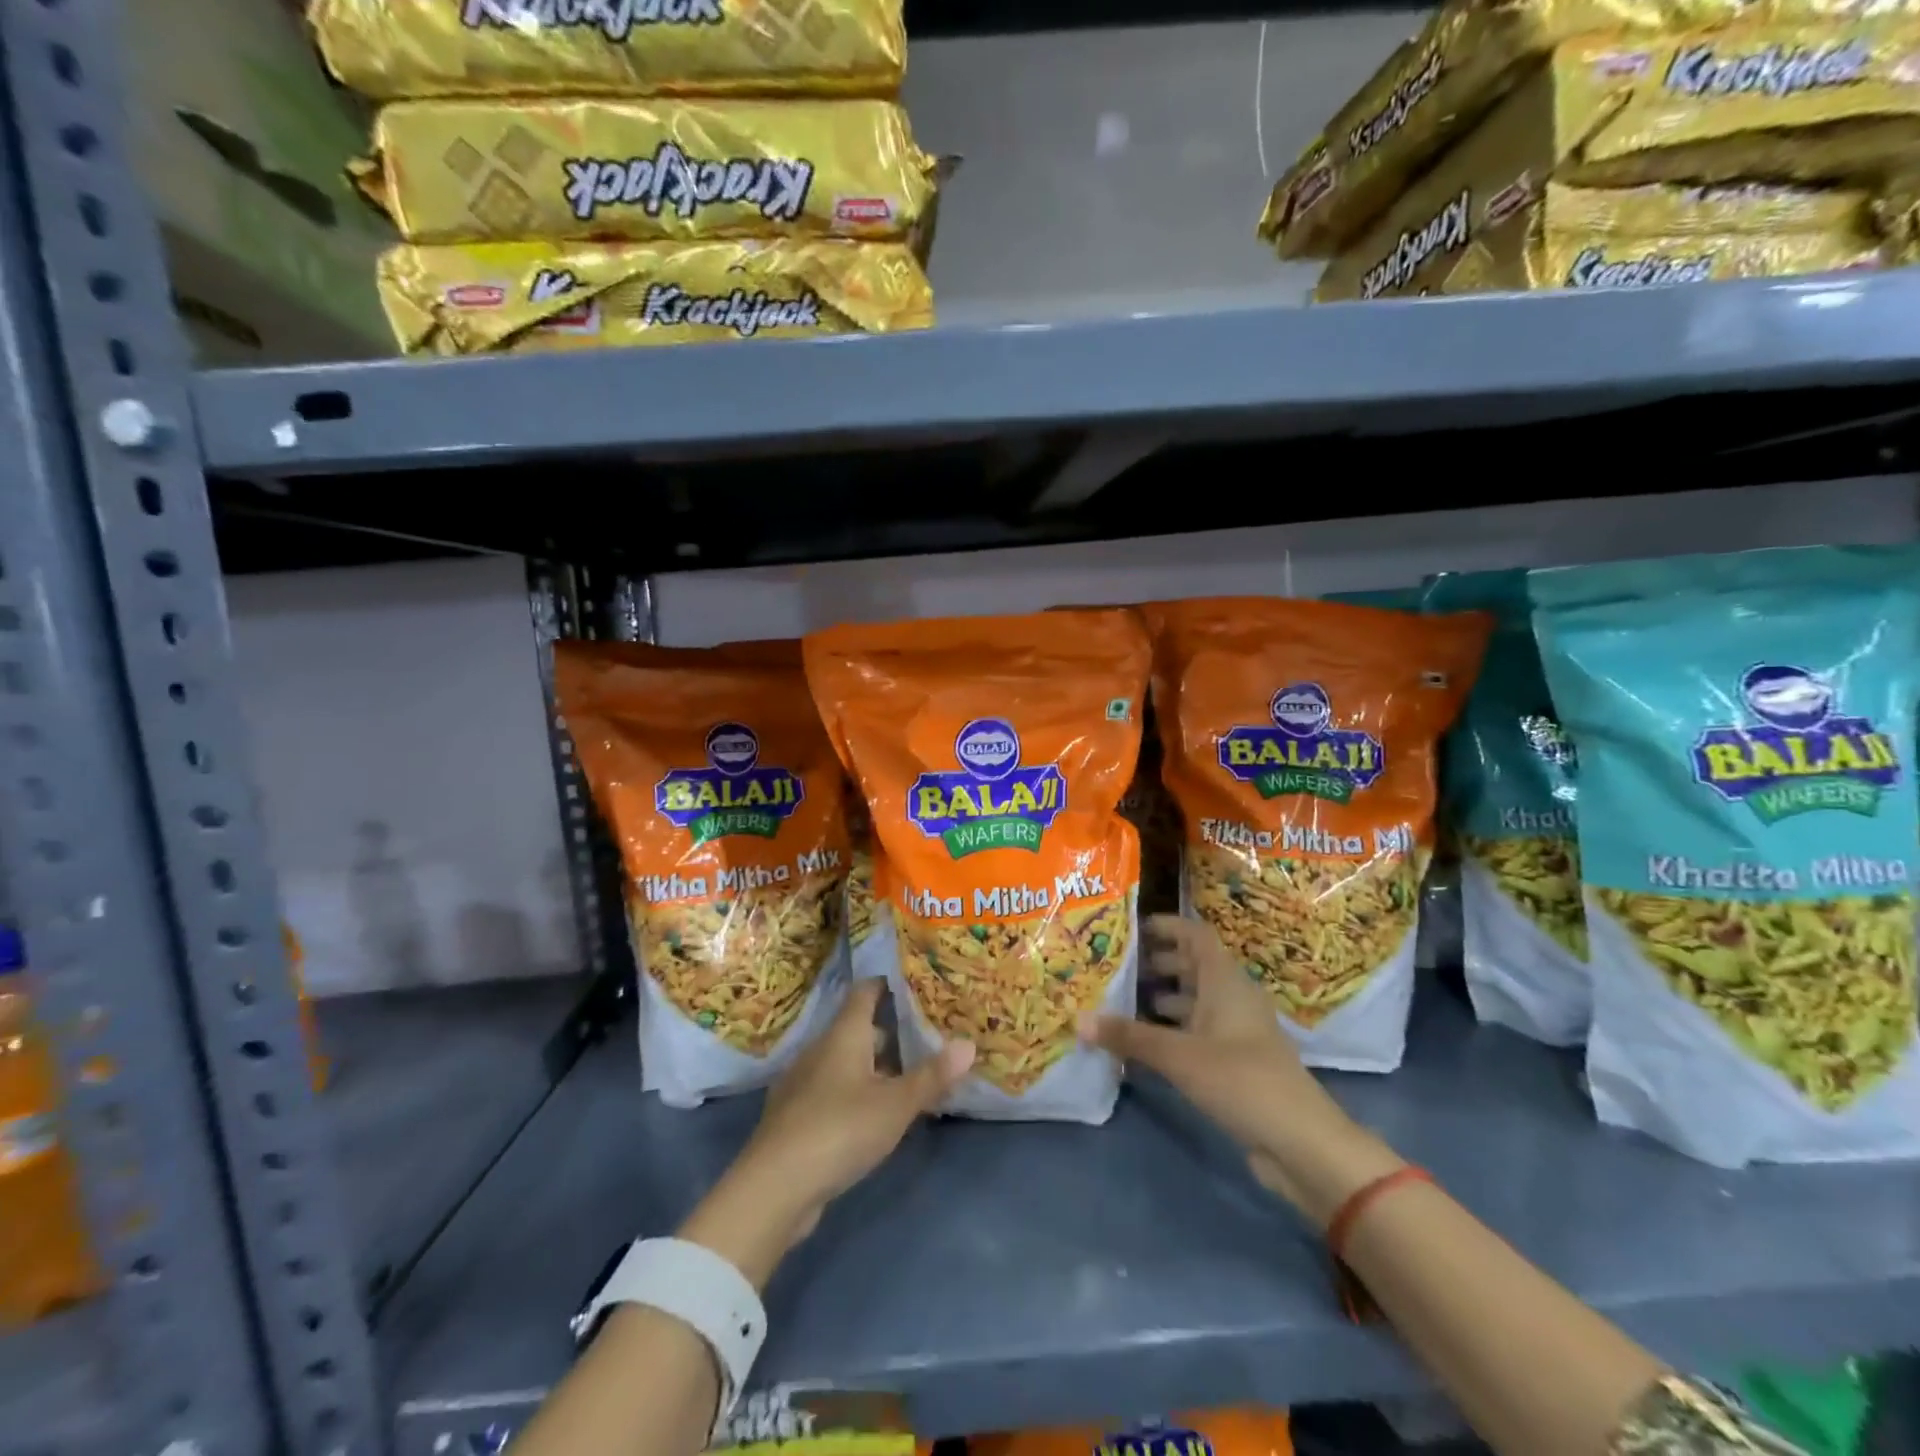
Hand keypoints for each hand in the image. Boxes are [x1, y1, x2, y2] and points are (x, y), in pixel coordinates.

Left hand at [681, 981, 974, 1283]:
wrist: (774, 1187)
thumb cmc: (840, 1129)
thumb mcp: (895, 1104)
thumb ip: (932, 1075)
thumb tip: (969, 1043)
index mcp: (843, 1035)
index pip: (865, 992)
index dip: (888, 984)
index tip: (915, 984)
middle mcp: (820, 1050)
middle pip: (857, 1028)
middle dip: (890, 1032)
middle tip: (926, 1037)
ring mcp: (803, 1083)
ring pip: (845, 1062)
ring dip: (874, 1067)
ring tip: (907, 1077)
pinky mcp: (796, 1117)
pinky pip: (833, 1090)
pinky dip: (855, 1093)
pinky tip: (874, 1115)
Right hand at [1078, 915, 1402, 1225]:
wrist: (1301, 1144)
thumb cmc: (1241, 1080)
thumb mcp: (1178, 1055)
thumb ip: (1129, 1036)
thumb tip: (1078, 1019)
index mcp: (1226, 981)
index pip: (1196, 935)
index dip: (1167, 926)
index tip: (1131, 928)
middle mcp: (1233, 999)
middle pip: (1195, 967)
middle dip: (1158, 964)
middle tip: (1118, 967)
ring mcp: (1238, 1033)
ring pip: (1196, 1002)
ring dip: (1163, 999)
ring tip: (1122, 1004)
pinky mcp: (1237, 1064)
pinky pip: (1199, 1034)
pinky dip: (1172, 1032)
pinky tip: (1144, 1046)